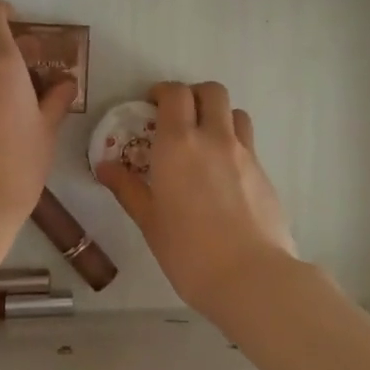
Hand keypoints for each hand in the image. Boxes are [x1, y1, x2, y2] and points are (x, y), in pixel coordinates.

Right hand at [95, 81, 295, 314]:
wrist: (251, 277)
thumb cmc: (188, 251)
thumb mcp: (149, 221)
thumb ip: (127, 188)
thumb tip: (105, 166)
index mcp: (179, 143)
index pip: (175, 94)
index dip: (163, 92)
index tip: (151, 106)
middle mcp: (214, 138)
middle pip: (212, 91)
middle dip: (194, 95)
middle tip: (179, 117)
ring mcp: (244, 153)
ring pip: (235, 112)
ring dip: (219, 116)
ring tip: (205, 141)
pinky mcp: (264, 173)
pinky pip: (248, 143)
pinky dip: (233, 144)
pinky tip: (223, 175)